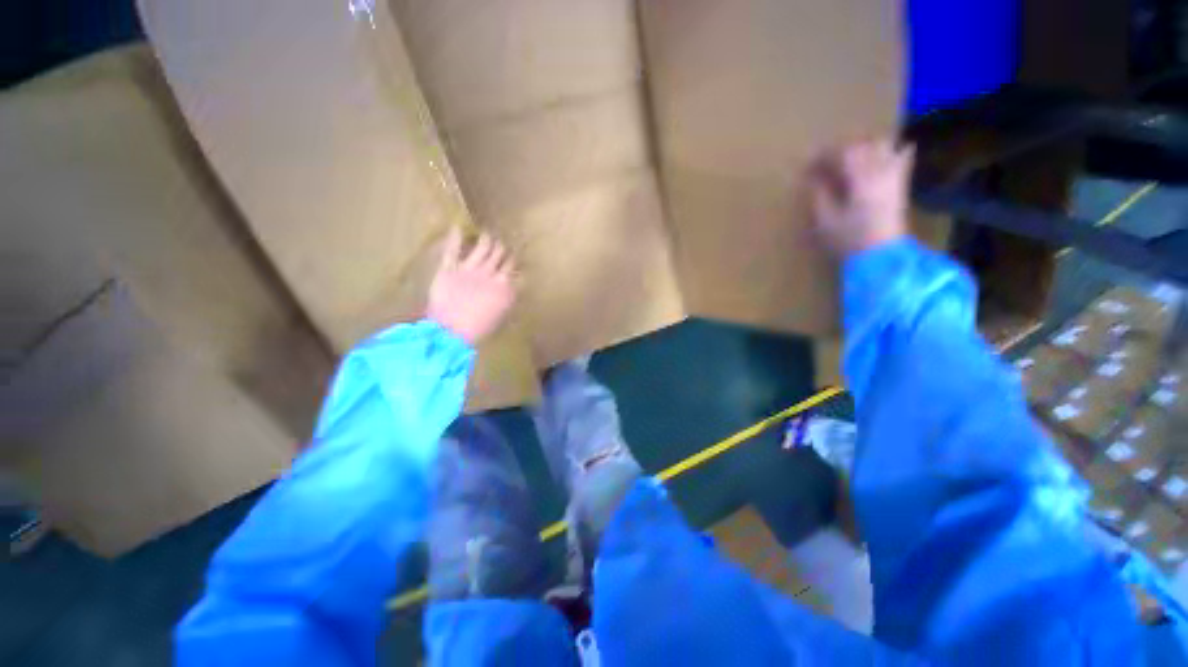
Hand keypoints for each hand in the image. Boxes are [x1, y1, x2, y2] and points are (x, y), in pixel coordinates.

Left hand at [427, 229, 516, 345]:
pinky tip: (457, 227)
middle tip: (501, 243)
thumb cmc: (479, 328)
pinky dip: (455, 237)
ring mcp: (470, 268)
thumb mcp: (501, 315)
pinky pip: (453, 249)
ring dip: (486, 239)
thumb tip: (515, 287)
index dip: (514, 260)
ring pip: (483, 246)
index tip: (514, 257)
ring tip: (487, 234)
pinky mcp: (450, 268)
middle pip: (500, 253)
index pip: (513, 266)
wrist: (452, 331)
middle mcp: (490, 272)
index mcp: (504, 285)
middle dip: (502, 247)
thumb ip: (508, 298)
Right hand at [809, 138, 913, 258]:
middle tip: (826, 160)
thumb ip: (819, 195)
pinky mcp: (900, 185)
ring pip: (883, 146)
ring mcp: (894, 176)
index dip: (823, 156)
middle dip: (842, 149)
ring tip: (850, 157)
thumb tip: (814, 178)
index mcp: (860, 178)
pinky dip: (893, 151)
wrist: (882, 256)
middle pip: (863, 145)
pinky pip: (902, 157)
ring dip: (864, 147)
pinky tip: (885, 154)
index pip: (842, 153)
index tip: (808, 165)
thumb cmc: (849, 240)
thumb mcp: (825, 220)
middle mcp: (880, 171)